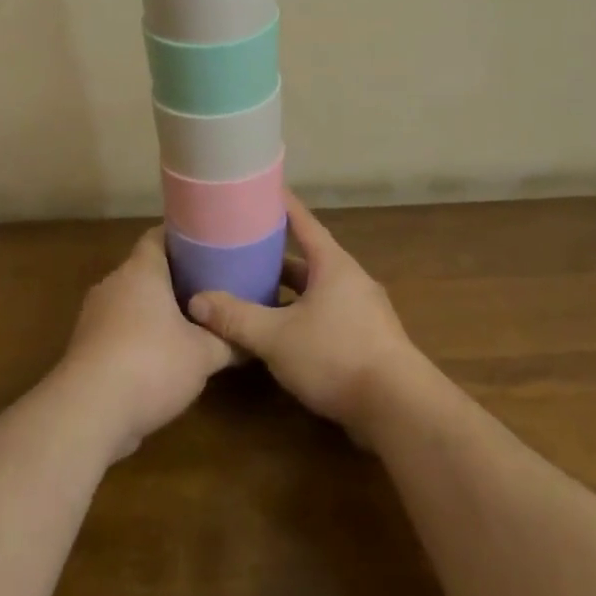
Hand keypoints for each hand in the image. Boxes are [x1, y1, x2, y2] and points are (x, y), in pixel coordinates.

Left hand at [58, 226, 234, 458]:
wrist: (88, 413)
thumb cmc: (151, 364)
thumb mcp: (204, 355)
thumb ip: (227, 342)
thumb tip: (249, 341)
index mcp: (140, 271)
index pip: (158, 236)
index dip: (183, 239)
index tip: (208, 246)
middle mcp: (113, 284)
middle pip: (145, 270)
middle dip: (174, 279)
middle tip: (208, 288)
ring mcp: (94, 316)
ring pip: (131, 302)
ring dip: (155, 312)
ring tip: (189, 324)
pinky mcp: (85, 348)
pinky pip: (118, 331)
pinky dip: (138, 338)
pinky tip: (160, 360)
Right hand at [187, 192, 426, 443]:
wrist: (398, 408)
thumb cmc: (336, 355)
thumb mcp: (276, 336)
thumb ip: (236, 318)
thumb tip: (196, 301)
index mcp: (332, 265)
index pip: (304, 222)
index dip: (282, 205)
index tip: (263, 187)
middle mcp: (350, 280)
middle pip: (307, 259)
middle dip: (275, 255)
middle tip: (242, 247)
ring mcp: (362, 312)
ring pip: (316, 292)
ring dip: (287, 291)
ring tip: (252, 291)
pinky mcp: (366, 341)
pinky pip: (326, 317)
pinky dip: (301, 317)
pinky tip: (279, 334)